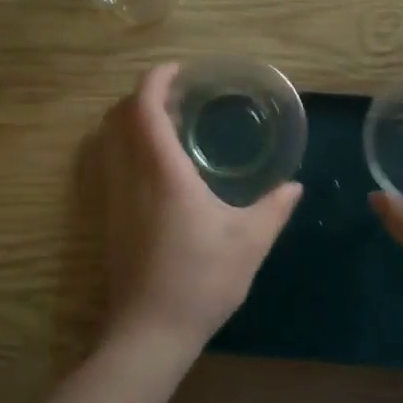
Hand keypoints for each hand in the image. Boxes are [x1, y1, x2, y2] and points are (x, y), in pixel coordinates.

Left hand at [94, 63, 302, 352]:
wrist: (151, 331)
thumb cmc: (202, 280)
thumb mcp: (249, 242)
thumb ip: (274, 209)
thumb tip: (294, 186)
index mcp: (163, 173)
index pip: (143, 107)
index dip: (155, 80)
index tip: (178, 70)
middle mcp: (130, 177)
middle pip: (117, 117)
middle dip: (142, 96)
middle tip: (178, 96)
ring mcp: (114, 199)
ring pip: (108, 141)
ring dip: (131, 122)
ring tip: (168, 126)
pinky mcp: (109, 220)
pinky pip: (110, 165)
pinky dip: (127, 147)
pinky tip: (157, 168)